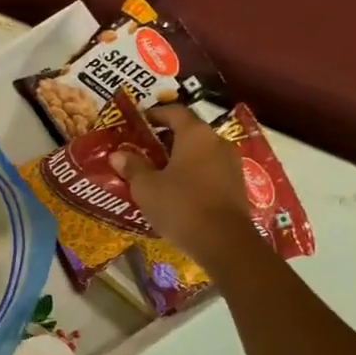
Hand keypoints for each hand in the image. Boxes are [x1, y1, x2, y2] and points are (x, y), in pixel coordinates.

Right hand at [112, 104, 249, 257]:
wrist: (224, 242)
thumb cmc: (180, 205)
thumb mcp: (146, 187)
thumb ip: (132, 167)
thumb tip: (118, 154)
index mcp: (195, 134)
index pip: (175, 112)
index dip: (155, 114)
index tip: (140, 122)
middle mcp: (217, 142)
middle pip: (190, 132)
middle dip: (166, 139)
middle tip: (144, 150)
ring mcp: (232, 164)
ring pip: (202, 153)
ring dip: (181, 158)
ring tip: (159, 172)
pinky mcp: (237, 186)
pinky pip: (211, 171)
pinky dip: (194, 174)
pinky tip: (178, 191)